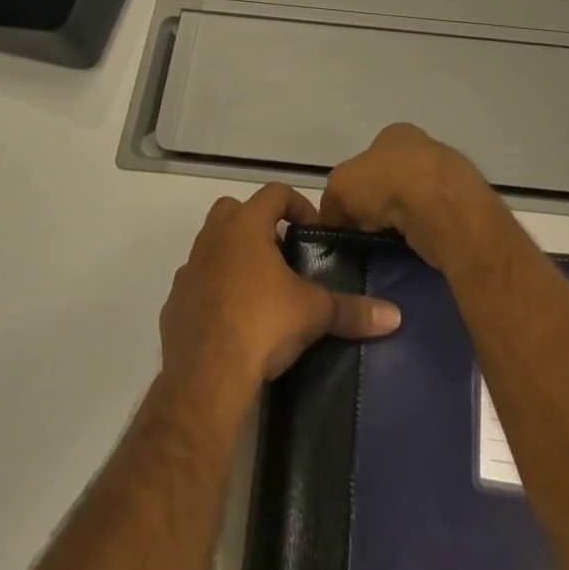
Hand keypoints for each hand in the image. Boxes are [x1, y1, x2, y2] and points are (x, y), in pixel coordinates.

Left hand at [160, 184, 401, 404]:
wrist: (205, 377)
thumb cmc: (262, 325)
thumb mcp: (314, 314)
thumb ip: (353, 310)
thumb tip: (395, 315)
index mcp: (245, 227)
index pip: (274, 193)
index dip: (298, 205)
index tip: (313, 230)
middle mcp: (212, 238)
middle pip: (233, 210)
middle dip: (257, 222)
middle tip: (281, 251)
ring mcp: (188, 270)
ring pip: (211, 245)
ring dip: (233, 255)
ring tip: (259, 286)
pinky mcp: (173, 303)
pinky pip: (196, 283)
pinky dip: (213, 289)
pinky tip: (232, 316)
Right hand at [321, 123, 503, 267]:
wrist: (440, 206)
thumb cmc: (386, 182)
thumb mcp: (339, 187)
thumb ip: (331, 202)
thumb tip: (331, 219)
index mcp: (395, 134)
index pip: (369, 158)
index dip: (356, 185)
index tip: (350, 213)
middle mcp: (424, 147)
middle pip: (393, 178)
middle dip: (380, 202)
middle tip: (368, 229)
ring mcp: (447, 175)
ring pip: (415, 200)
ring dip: (403, 218)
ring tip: (390, 240)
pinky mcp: (463, 204)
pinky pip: (433, 219)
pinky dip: (422, 231)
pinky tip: (414, 243)